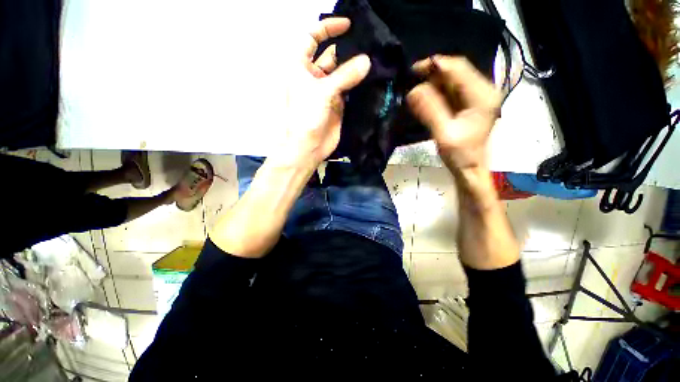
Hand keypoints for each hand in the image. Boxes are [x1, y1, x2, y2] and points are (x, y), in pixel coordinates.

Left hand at [274, 18, 370, 169]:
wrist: (309, 147)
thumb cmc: (307, 117)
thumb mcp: (323, 92)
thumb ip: (345, 76)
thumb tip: (367, 61)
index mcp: (300, 67)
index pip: (312, 37)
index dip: (327, 28)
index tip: (348, 26)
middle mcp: (314, 76)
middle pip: (331, 55)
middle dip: (347, 49)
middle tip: (369, 44)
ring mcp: (327, 90)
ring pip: (342, 72)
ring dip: (355, 67)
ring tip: (374, 59)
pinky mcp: (338, 104)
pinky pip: (349, 89)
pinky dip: (358, 84)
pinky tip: (371, 78)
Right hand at [407, 56, 500, 171]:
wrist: (469, 168)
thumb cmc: (460, 154)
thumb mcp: (443, 134)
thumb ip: (430, 111)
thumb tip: (412, 91)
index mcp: (482, 95)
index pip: (458, 68)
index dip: (435, 65)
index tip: (412, 71)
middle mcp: (483, 90)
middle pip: (455, 71)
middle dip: (432, 74)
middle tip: (410, 81)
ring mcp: (476, 96)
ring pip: (451, 80)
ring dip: (432, 82)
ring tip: (414, 89)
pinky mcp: (468, 103)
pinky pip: (450, 90)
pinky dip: (435, 91)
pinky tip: (423, 97)